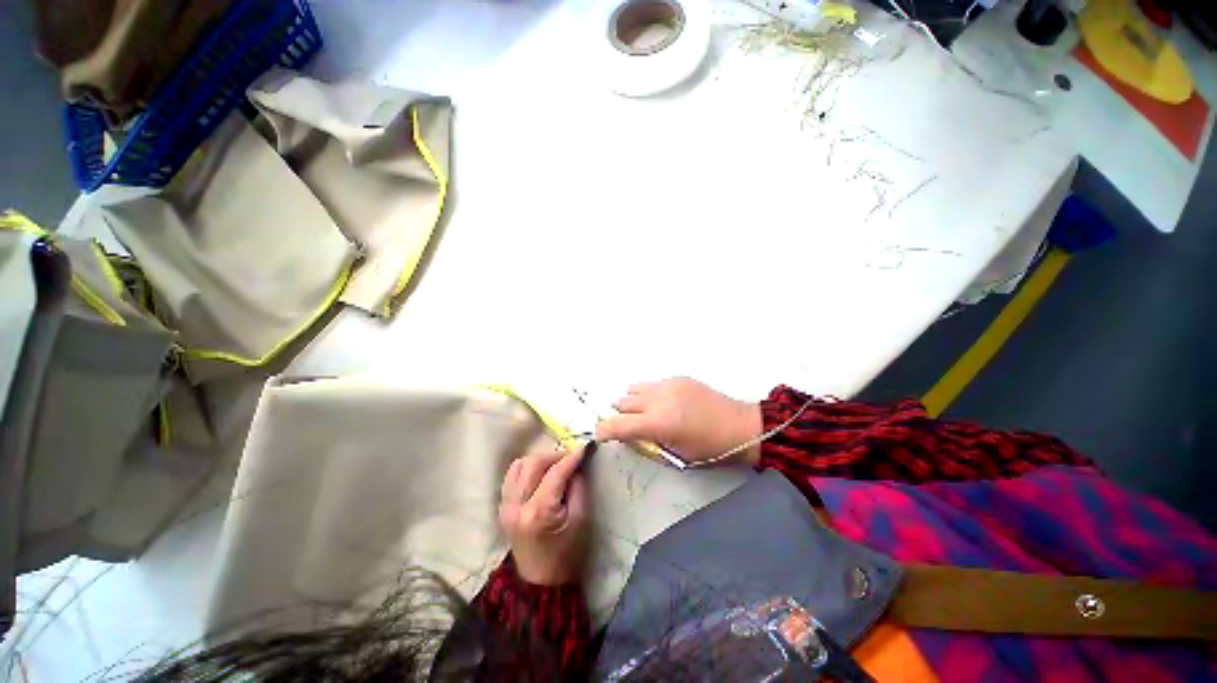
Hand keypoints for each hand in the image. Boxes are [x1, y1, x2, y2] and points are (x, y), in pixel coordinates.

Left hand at [499, 450, 588, 584]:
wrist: (541, 583)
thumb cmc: (567, 553)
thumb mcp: (580, 519)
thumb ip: (578, 487)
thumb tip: (577, 464)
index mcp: (538, 512)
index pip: (555, 473)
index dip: (571, 457)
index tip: (584, 447)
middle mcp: (516, 505)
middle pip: (533, 464)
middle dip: (554, 455)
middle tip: (570, 457)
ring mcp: (505, 506)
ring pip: (519, 465)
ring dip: (539, 460)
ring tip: (555, 465)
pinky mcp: (502, 507)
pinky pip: (512, 476)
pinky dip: (527, 469)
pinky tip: (540, 475)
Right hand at [596, 378, 762, 466]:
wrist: (741, 426)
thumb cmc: (710, 449)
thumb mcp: (675, 455)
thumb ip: (647, 442)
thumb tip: (629, 434)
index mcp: (658, 423)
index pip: (617, 424)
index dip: (604, 431)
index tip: (601, 434)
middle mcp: (658, 399)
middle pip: (622, 402)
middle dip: (620, 415)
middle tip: (630, 426)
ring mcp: (668, 385)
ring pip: (634, 388)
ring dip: (633, 402)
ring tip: (645, 412)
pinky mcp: (678, 378)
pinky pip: (653, 384)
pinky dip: (650, 394)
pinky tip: (664, 403)